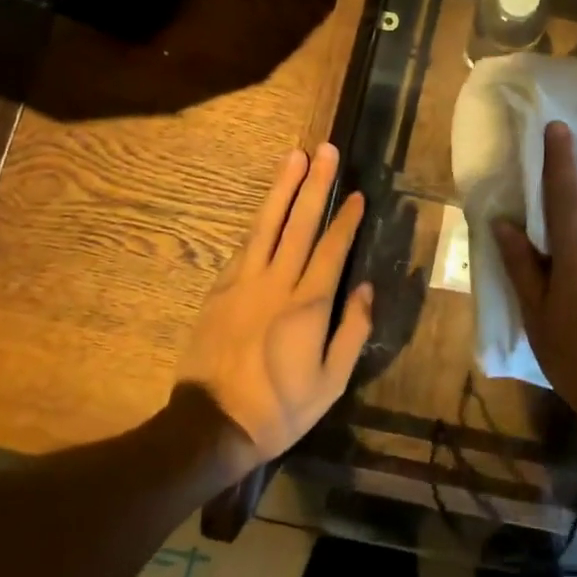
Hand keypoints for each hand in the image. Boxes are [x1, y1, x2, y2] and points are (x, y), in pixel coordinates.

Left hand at [176, 144, 372, 470]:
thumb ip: (353, 331)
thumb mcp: (331, 382)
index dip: (346, 219)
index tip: (358, 193)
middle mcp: (277, 283)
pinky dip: (260, 220)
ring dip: (283, 187)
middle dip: (315, 184)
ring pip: (267, 224)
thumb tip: (366, 288)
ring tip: (294, 156)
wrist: (211, 426)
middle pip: (300, 223)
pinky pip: (244, 245)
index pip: (332, 249)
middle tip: (325, 150)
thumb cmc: (280, 408)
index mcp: (308, 305)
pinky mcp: (220, 289)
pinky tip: (267, 204)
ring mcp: (244, 282)